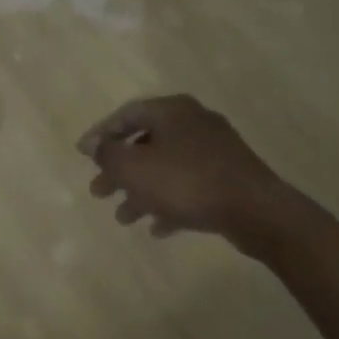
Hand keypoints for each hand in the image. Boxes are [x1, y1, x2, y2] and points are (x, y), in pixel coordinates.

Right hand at [77, 94, 291, 239]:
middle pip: (146, 143)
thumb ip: (107, 153)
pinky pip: (190, 187)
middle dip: (120, 171)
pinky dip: (170, 203)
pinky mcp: (229, 177)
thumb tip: (92, 143)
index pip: (127, 114)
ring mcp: (215, 150)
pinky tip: (158, 228)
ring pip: (167, 168)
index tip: (83, 156)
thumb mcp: (134, 167)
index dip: (101, 135)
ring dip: (141, 191)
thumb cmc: (186, 182)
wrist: (255, 211)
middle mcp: (194, 123)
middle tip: (98, 192)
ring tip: (123, 218)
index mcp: (172, 110)